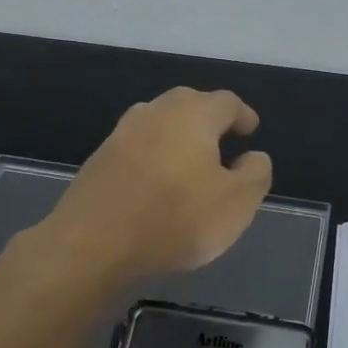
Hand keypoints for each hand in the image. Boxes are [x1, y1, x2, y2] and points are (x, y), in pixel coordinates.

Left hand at [42, 87, 273, 282]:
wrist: (92, 244)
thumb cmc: (175, 218)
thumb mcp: (236, 203)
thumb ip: (255, 174)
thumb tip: (253, 156)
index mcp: (193, 113)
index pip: (227, 103)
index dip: (242, 116)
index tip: (251, 131)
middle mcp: (156, 112)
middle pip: (189, 105)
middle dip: (209, 121)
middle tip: (223, 144)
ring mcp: (121, 133)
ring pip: (160, 125)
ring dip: (178, 138)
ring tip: (191, 165)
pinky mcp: (99, 159)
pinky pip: (138, 149)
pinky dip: (154, 158)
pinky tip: (157, 185)